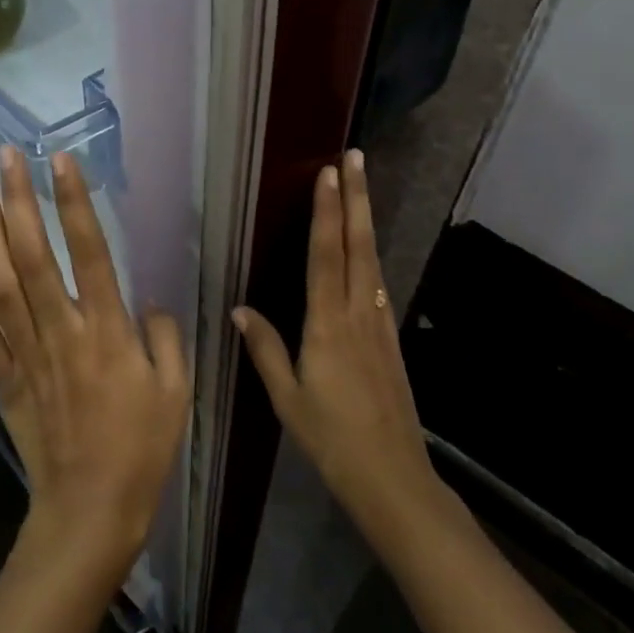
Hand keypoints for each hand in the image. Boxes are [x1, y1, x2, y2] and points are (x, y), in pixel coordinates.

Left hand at [0, 146, 190, 580]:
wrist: (89, 509)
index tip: (62, 162)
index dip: (75, 204)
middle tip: (7, 157)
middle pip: (33, 256)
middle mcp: (62, 332)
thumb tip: (147, 301)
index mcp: (108, 332)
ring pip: (1, 284)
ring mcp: (28, 355)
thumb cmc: (143, 449)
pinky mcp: (6, 379)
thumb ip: (165, 337)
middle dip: (19, 202)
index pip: (89, 252)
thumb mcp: (176, 391)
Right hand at [234, 149, 438, 543]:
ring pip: (372, 262)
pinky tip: (367, 253)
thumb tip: (241, 310)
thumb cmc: (331, 439)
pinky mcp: (390, 340)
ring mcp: (379, 326)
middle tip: (356, 158)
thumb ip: (266, 350)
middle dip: (356, 199)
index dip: (326, 212)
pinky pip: (378, 288)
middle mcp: (357, 315)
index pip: (325, 256)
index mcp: (327, 326)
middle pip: (357, 246)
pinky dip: (371, 258)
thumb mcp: (287, 398)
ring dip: (365, 221)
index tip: (328, 173)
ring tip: (361, 189)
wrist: (392, 475)